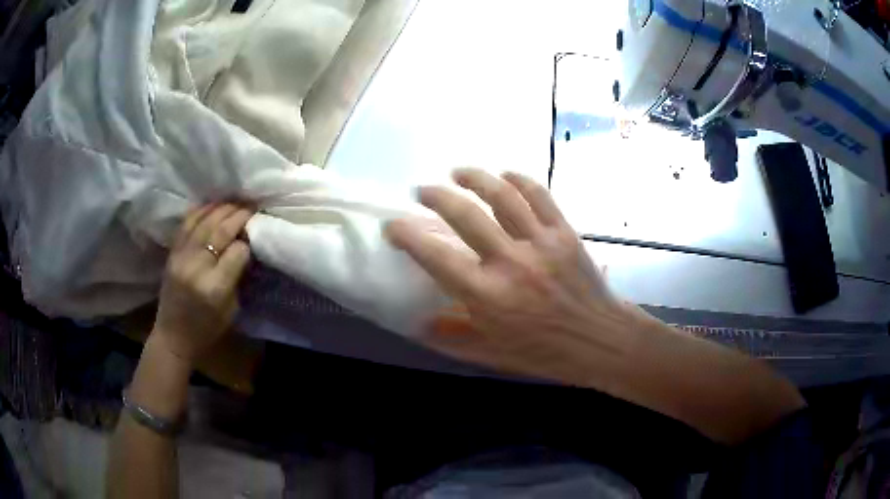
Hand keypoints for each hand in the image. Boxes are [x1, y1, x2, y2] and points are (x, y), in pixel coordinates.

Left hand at [152, 203, 253, 363]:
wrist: (173, 336)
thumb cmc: (207, 329)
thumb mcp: (231, 310)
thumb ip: (237, 277)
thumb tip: (244, 247)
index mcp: (215, 288)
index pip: (238, 251)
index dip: (248, 241)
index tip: (254, 236)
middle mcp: (197, 267)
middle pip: (221, 231)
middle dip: (239, 216)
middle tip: (252, 206)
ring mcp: (181, 257)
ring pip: (204, 221)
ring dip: (222, 208)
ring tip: (236, 201)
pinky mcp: (172, 252)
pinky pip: (187, 223)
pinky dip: (201, 210)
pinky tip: (213, 205)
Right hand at [386, 168, 646, 385]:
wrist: (600, 341)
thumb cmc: (544, 352)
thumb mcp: (490, 353)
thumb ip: (451, 335)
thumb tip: (416, 321)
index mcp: (488, 296)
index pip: (435, 256)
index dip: (407, 236)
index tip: (393, 226)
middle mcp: (511, 262)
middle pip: (466, 214)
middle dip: (436, 196)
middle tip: (422, 191)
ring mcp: (541, 243)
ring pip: (502, 195)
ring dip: (475, 178)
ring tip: (458, 172)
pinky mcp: (564, 232)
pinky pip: (539, 195)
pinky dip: (519, 180)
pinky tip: (505, 175)